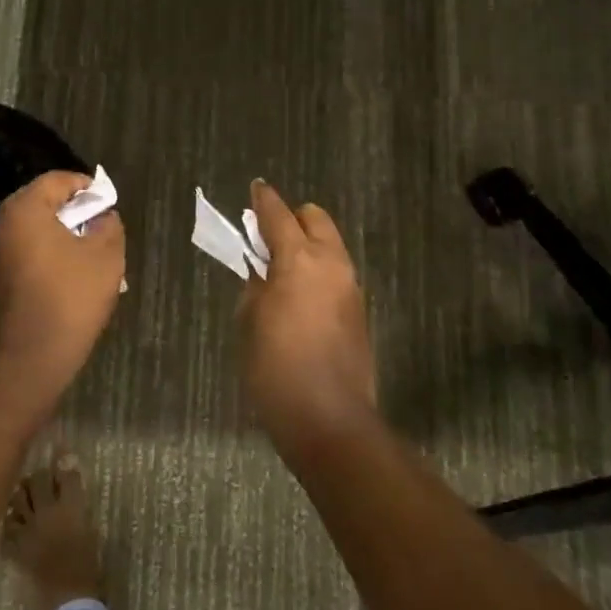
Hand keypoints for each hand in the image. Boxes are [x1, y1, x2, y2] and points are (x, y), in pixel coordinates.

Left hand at [0, 171, 126, 388]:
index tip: (105, 200)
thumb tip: (103, 217)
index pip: (55, 180)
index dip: (84, 185)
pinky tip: (63, 271)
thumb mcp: (106, 256)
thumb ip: (108, 225)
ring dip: (55, 231)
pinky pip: (20, 251)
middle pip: (38, 202)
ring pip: (29, 228)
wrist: (31, 358)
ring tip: (83, 247)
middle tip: (96, 221)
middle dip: (69, 208)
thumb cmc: (71, 297)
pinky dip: (42, 251)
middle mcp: (0, 225)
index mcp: (24, 210)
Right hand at [237, 180, 377, 450]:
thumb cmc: (276, 370)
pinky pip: (336, 273)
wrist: (330, 421)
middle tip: (267, 236)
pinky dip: (318, 270)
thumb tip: (262, 275)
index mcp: (299, 260)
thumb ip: (256, 288)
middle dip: (293, 218)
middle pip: (316, 219)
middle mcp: (331, 264)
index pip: (279, 216)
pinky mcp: (359, 311)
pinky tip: (300, 296)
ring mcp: (350, 287)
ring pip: (330, 245)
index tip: (256, 188)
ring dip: (308, 245)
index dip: (264, 200)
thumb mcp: (250, 325)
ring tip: (281, 268)